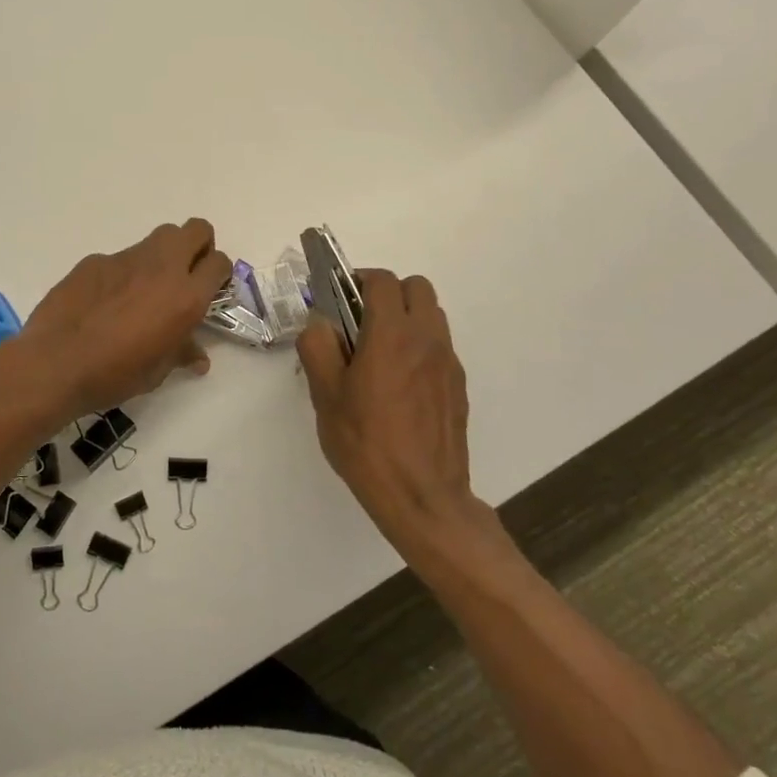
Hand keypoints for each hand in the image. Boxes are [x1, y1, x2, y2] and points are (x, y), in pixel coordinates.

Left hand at [20, 219, 231, 418]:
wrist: (55, 363)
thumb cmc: (115, 374)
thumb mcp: (157, 371)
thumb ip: (181, 353)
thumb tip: (197, 357)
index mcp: (185, 297)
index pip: (219, 262)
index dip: (217, 273)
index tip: (208, 290)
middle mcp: (161, 268)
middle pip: (195, 230)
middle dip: (197, 246)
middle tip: (185, 275)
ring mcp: (126, 259)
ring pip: (157, 238)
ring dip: (161, 257)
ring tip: (145, 290)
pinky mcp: (95, 260)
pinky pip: (119, 259)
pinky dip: (122, 274)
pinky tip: (104, 302)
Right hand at [297, 269, 514, 566]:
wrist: (423, 496)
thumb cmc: (367, 443)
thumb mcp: (326, 395)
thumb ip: (318, 347)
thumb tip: (320, 323)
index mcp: (392, 334)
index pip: (382, 281)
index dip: (358, 280)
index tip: (339, 299)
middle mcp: (427, 339)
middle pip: (416, 288)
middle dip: (387, 293)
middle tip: (360, 322)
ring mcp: (448, 362)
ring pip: (432, 315)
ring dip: (406, 317)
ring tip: (379, 352)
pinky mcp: (458, 386)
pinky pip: (439, 346)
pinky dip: (419, 346)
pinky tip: (399, 384)